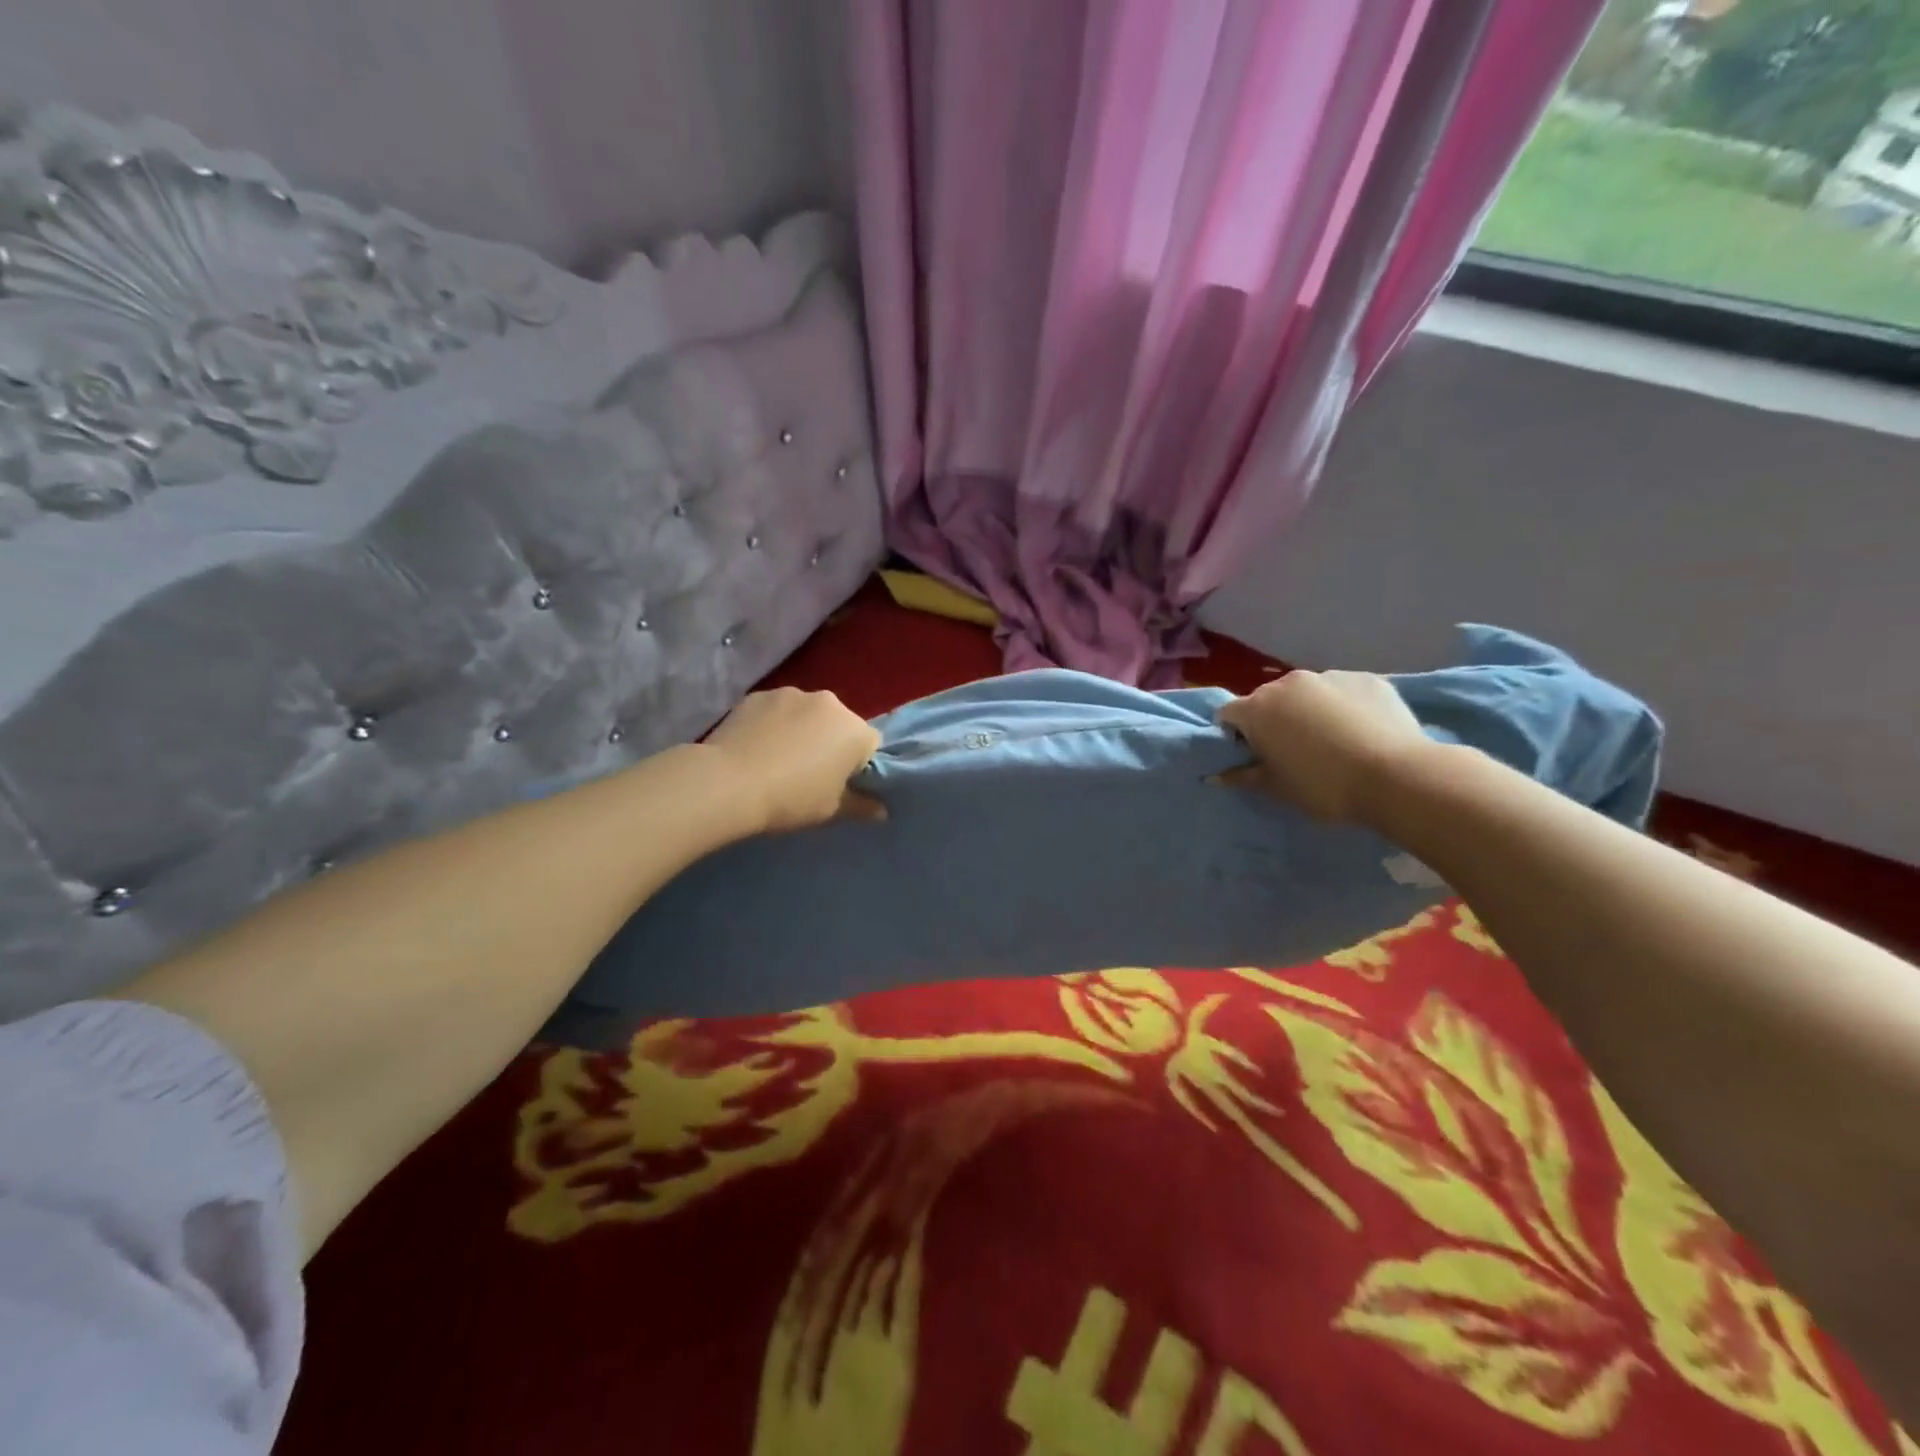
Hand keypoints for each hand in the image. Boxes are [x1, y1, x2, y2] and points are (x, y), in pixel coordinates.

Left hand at [703, 687, 884, 833]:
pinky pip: (776, 711)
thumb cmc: (791, 799)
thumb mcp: (832, 810)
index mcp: (855, 729)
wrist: (728, 784)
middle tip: (808, 773)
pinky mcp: (758, 695)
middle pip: (839, 724)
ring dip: (801, 730)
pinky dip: (772, 724)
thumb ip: (862, 807)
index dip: (858, 767)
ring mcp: (791, 694)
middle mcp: (829, 702)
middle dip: (830, 743)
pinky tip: (756, 748)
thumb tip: (882, 811)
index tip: (839, 785)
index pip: (870, 745)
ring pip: (807, 714)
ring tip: (778, 759)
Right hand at [1216, 670, 1427, 823]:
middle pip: (1268, 700)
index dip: (1235, 735)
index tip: (1252, 756)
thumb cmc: (1324, 786)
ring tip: (1332, 741)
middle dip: (1272, 720)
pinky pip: (1343, 691)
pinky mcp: (1367, 678)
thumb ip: (1243, 776)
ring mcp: (1329, 676)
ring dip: (1308, 711)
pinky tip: (1362, 731)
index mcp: (1257, 708)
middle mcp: (1288, 683)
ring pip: (1307, 694)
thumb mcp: (1277, 788)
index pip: (1228, 715)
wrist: (1398, 777)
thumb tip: (1215, 776)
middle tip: (1292, 751)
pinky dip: (1344, 707)